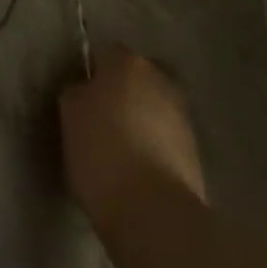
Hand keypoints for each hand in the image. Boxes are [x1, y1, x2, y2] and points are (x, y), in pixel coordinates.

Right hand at [60, 47, 207, 223]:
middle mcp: (160, 78)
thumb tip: (86, 92)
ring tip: (120, 153)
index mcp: (127, 62)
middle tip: (101, 123)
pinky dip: (154, 150)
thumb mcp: (70, 115)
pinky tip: (138, 173)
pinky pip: (166, 141)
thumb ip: (78, 92)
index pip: (106, 55)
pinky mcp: (196, 153)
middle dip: (122, 95)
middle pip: (136, 80)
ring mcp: (183, 116)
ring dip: (141, 123)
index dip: (93, 76)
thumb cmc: (102, 151)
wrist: (153, 212)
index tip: (82, 100)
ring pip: (154, 109)